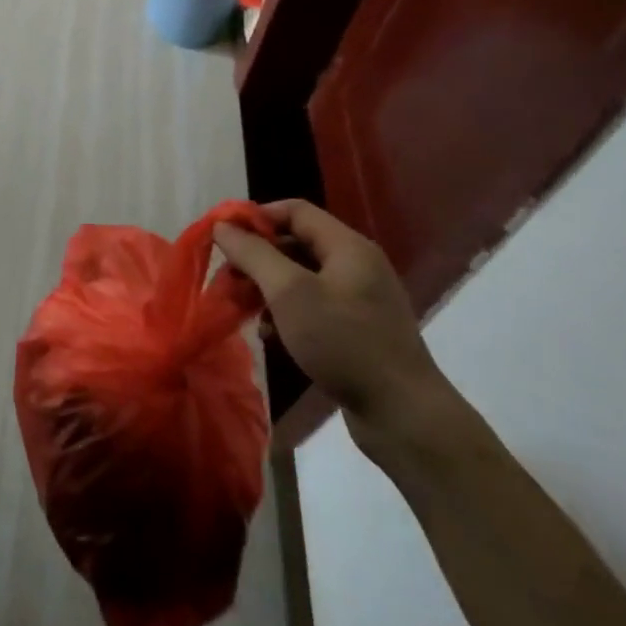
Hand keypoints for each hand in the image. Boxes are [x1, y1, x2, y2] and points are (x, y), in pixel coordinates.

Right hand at [213, 200, 448, 445]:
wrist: (403, 414)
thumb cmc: (343, 342)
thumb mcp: (289, 292)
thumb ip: (253, 254)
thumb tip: (223, 226)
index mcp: (348, 247)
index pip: (294, 210)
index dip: (256, 217)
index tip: (222, 238)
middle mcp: (357, 265)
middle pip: (296, 243)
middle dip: (256, 257)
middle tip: (226, 278)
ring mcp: (359, 299)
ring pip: (301, 277)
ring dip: (267, 287)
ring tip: (242, 308)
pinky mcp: (357, 330)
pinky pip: (312, 306)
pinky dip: (286, 312)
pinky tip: (269, 334)